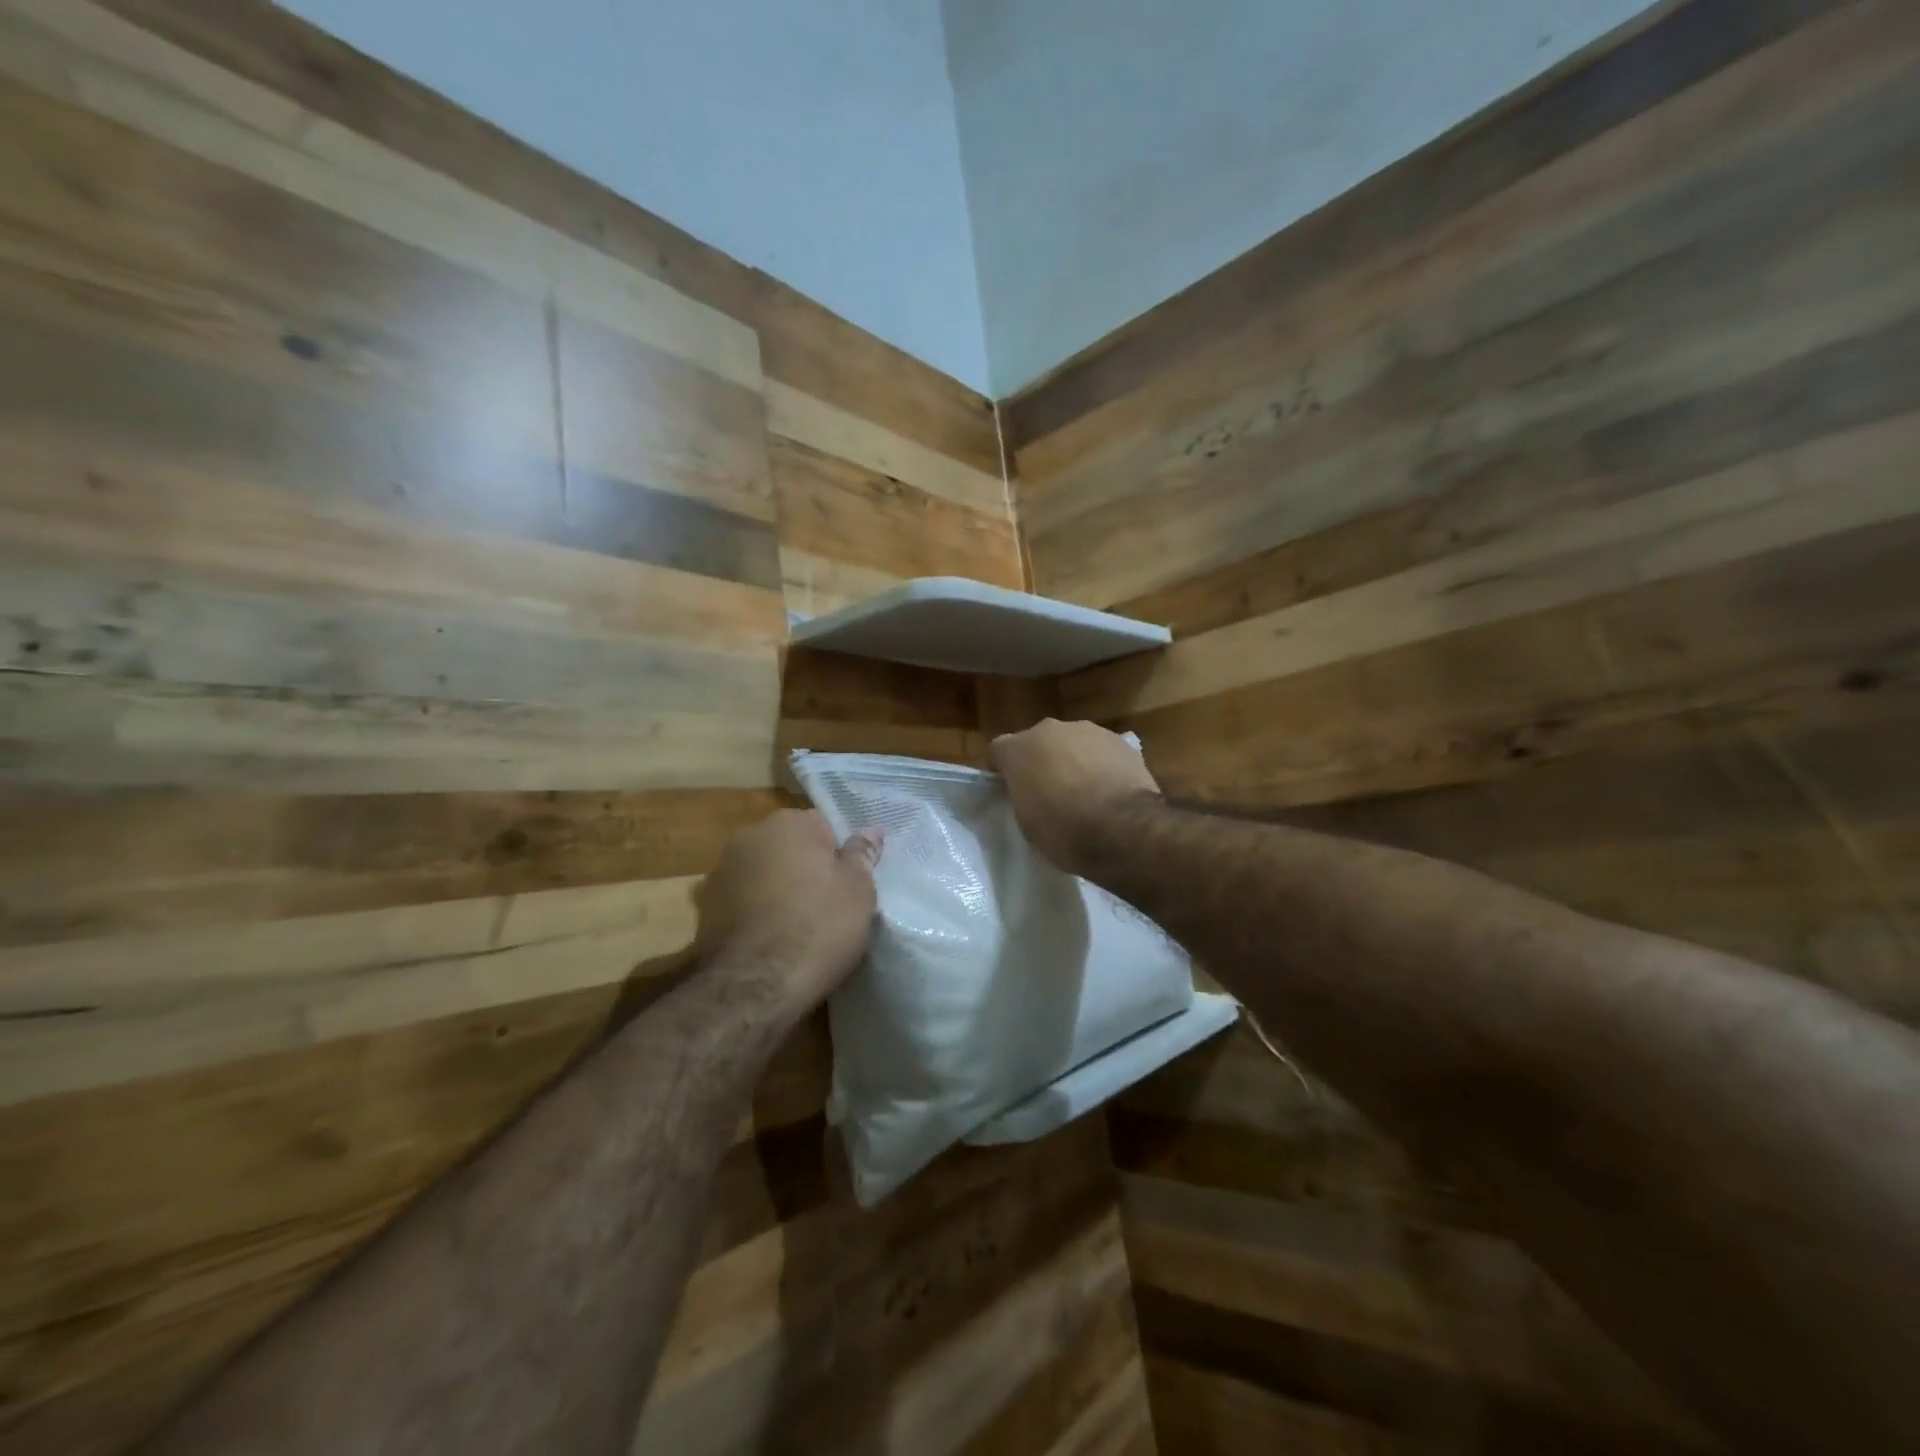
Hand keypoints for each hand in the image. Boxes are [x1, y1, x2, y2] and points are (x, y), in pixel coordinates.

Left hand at [694, 810, 882, 1015]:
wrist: (756, 984)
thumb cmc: (819, 926)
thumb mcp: (858, 889)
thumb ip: (862, 854)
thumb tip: (871, 831)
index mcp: (790, 823)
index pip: (824, 825)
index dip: (838, 854)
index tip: (847, 883)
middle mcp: (751, 835)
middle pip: (788, 845)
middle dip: (803, 866)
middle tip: (826, 903)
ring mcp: (721, 869)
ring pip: (762, 871)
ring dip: (776, 887)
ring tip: (795, 924)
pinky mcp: (704, 906)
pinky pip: (742, 898)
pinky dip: (754, 910)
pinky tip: (769, 937)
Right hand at [989, 719, 1160, 874]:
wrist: (1122, 827)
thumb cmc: (1064, 831)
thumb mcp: (1027, 823)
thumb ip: (1023, 797)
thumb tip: (1032, 792)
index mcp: (1019, 749)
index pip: (998, 750)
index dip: (1003, 769)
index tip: (1010, 789)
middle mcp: (1049, 730)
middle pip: (1037, 742)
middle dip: (1040, 761)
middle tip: (1049, 791)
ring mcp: (1087, 730)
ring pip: (1071, 743)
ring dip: (1072, 760)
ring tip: (1085, 792)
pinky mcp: (1119, 740)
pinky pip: (1101, 750)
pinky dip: (1101, 765)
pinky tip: (1110, 789)